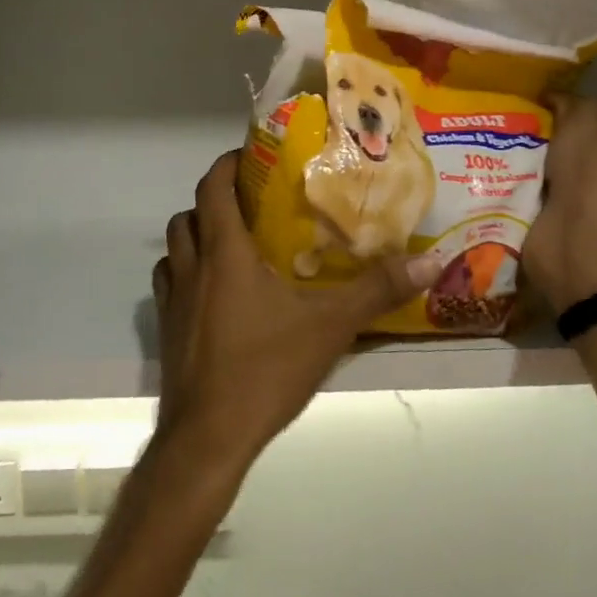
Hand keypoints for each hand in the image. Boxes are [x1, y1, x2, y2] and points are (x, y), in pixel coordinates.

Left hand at [151, 151, 443, 476]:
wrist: (208, 438)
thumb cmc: (265, 370)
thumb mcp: (330, 327)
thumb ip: (377, 291)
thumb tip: (430, 261)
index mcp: (224, 253)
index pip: (213, 188)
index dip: (227, 165)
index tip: (251, 157)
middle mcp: (191, 267)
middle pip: (189, 214)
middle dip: (214, 200)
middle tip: (251, 204)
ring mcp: (172, 300)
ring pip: (173, 248)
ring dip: (196, 236)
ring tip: (233, 244)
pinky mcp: (167, 330)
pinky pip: (169, 284)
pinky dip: (186, 273)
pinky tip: (216, 294)